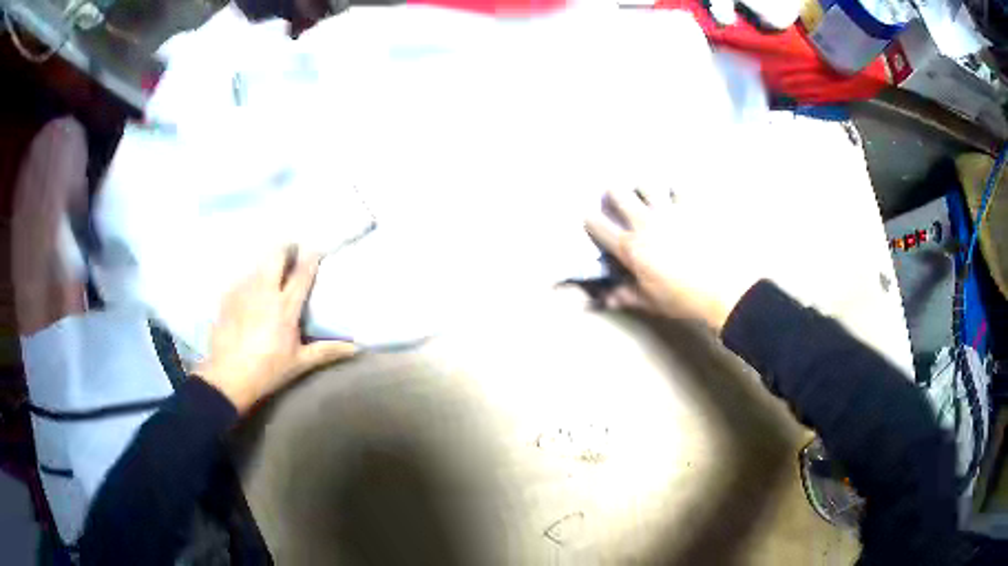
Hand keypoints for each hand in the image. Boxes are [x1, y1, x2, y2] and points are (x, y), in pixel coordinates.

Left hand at [197, 247, 357, 413]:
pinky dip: (250, 278)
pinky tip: (250, 289)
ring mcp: (243, 290)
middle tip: (292, 252)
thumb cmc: (268, 370)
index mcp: (285, 306)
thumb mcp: (300, 362)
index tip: (316, 249)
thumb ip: (327, 351)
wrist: (229, 376)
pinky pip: (242, 277)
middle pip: (275, 255)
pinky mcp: (227, 295)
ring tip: (272, 271)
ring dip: (268, 263)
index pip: (301, 272)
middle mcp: (264, 291)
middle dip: (285, 248)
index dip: (311, 257)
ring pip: (258, 263)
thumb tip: (355, 349)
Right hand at [585, 188, 757, 332]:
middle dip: (612, 193)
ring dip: (642, 187)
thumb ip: (626, 296)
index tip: (590, 220)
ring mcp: (669, 211)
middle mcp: (645, 222)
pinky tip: (677, 193)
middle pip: (618, 193)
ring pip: (646, 184)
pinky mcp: (692, 206)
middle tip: (616, 198)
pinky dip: (675, 189)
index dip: (590, 221)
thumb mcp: (651, 302)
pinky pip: (680, 187)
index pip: (598, 227)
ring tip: (646, 192)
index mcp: (631, 248)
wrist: (723, 288)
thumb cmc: (684, 298)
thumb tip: (606, 299)